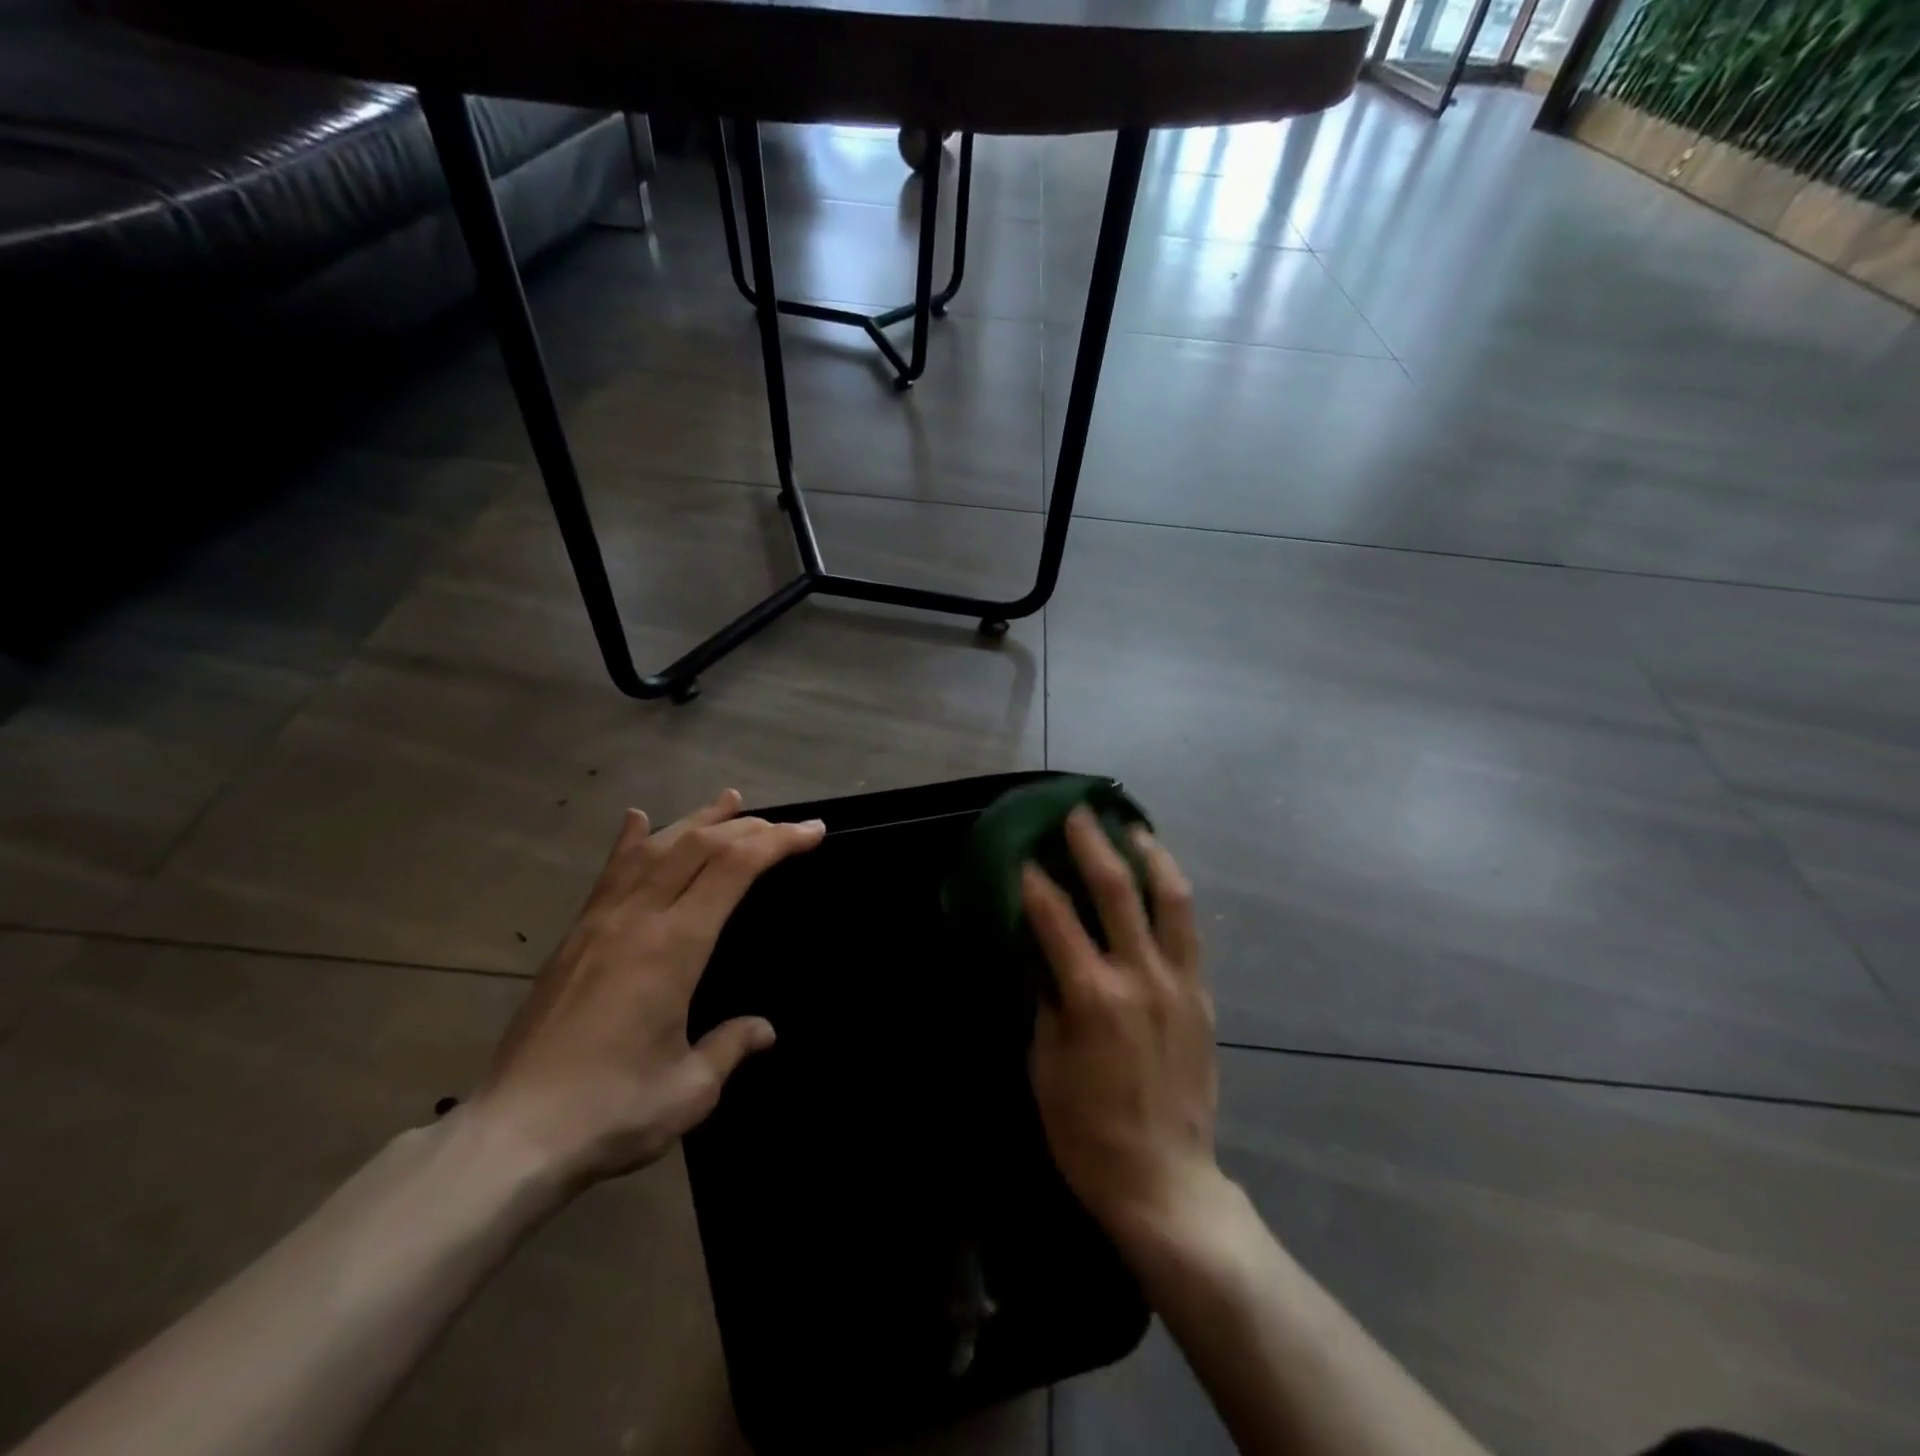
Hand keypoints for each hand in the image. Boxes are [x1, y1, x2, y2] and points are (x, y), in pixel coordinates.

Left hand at [470, 789, 823, 1188]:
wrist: (510, 1137)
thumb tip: (763, 1029)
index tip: (813, 831)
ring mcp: (600, 923)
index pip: (734, 869)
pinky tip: (638, 820)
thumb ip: (731, 1048)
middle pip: (699, 847)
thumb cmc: (611, 1111)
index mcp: (674, 946)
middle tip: (786, 824)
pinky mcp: (574, 937)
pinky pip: (610, 873)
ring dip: (698, 820)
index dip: (777, 842)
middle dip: (749, 827)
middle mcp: (637, 919)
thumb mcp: (690, 1090)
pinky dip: (631, 841)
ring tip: (731, 800)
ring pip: (656, 849)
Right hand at [1024, 809, 1220, 1241]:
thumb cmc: (1087, 1132)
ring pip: (1170, 898)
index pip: (1055, 918)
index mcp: (1092, 997)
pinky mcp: (1202, 996)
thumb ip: (1045, 999)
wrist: (1165, 1182)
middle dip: (1091, 843)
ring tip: (1131, 826)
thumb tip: (1038, 951)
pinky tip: (1159, 877)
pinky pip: (1189, 930)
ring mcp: (1178, 982)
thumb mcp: (1045, 1066)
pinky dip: (1172, 893)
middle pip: (1116, 890)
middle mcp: (1140, 976)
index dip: (1033, 880)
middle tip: (1075, 811)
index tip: (1020, 852)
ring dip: (1148, 854)